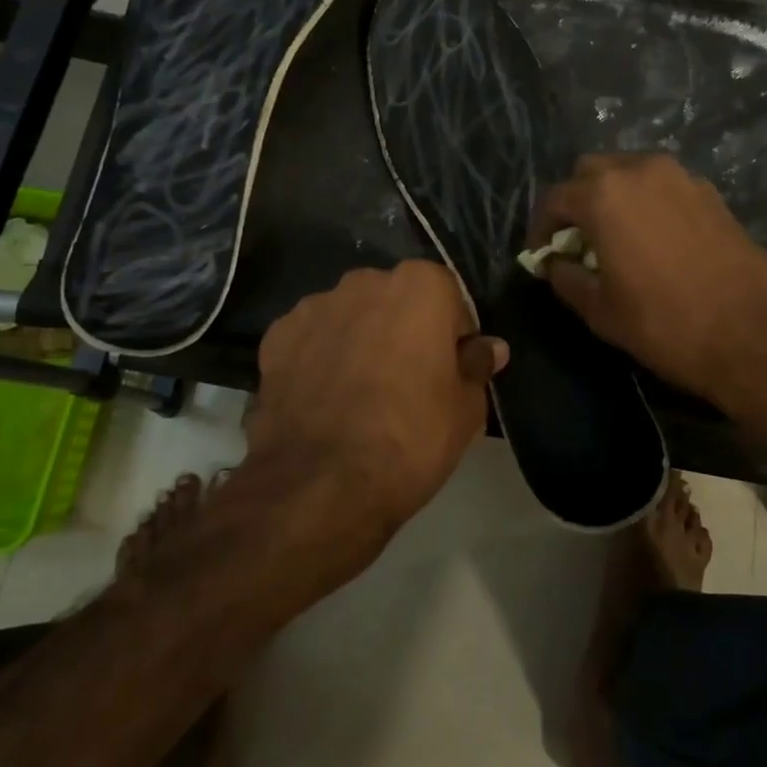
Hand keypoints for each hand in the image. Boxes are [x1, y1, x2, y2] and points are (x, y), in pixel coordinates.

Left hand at [246, 261, 506, 539]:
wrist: (320, 484)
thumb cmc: (411, 438)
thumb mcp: (466, 409)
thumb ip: (477, 365)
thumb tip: (490, 347)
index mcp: (420, 286)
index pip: (449, 299)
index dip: (453, 335)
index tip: (450, 369)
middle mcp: (365, 282)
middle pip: (396, 301)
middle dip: (403, 329)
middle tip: (407, 381)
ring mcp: (314, 306)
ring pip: (350, 317)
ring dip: (359, 340)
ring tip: (359, 393)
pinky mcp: (276, 336)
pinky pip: (311, 339)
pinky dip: (320, 358)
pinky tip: (325, 399)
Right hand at [529, 154, 766, 411]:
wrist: (755, 334)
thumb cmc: (665, 324)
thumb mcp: (600, 311)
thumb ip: (567, 278)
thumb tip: (555, 263)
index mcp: (604, 195)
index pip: (554, 198)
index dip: (541, 228)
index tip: (542, 255)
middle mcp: (640, 170)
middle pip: (591, 172)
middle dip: (576, 202)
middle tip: (577, 242)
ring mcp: (681, 177)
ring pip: (630, 173)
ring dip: (613, 198)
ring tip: (615, 240)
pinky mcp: (710, 193)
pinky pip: (663, 187)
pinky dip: (647, 203)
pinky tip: (654, 241)